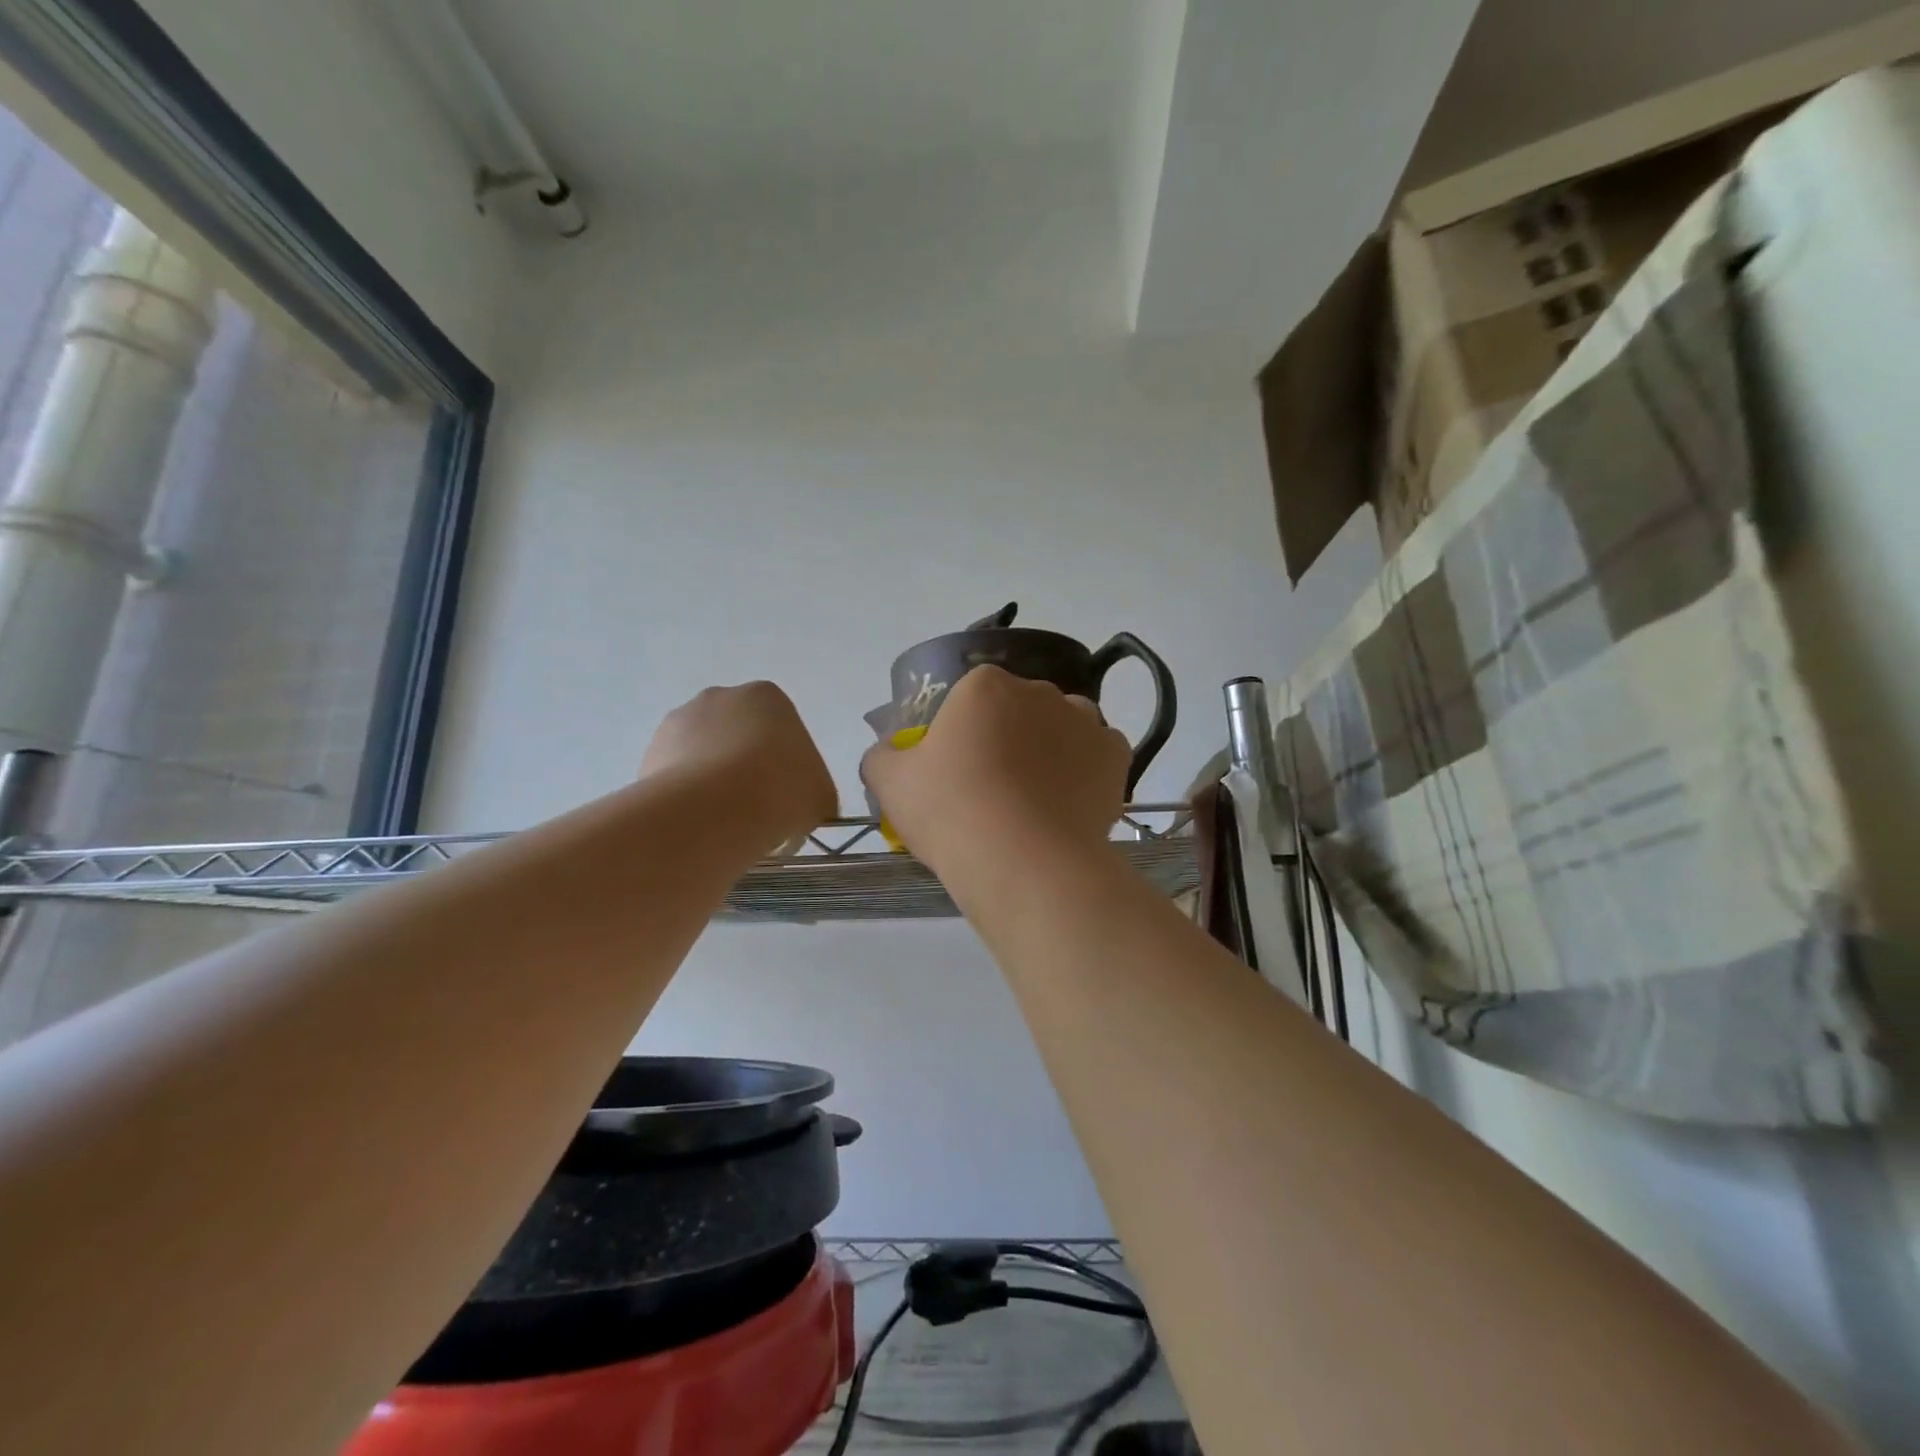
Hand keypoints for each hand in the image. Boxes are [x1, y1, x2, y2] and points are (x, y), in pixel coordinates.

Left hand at [641, 682, 836, 847]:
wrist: (718, 809)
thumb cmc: (783, 789)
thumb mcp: (821, 795)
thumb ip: (813, 792)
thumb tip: (801, 806)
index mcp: (767, 697)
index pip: (779, 727)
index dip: (784, 764)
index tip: (785, 796)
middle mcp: (719, 697)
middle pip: (736, 735)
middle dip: (743, 766)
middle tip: (756, 809)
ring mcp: (677, 723)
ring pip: (702, 755)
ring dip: (712, 781)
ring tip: (725, 823)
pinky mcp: (648, 754)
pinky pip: (674, 777)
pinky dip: (685, 798)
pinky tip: (699, 825)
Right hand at [861, 666, 1129, 869]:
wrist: (1024, 861)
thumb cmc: (951, 811)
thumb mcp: (890, 783)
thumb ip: (882, 755)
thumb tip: (890, 751)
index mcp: (985, 686)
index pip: (970, 697)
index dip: (962, 731)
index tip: (956, 769)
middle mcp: (1040, 691)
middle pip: (1019, 709)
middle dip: (1008, 736)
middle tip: (993, 787)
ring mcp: (1085, 722)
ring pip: (1063, 726)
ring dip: (1051, 747)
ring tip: (1036, 797)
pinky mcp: (1116, 757)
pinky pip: (1098, 755)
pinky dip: (1086, 772)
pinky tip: (1069, 803)